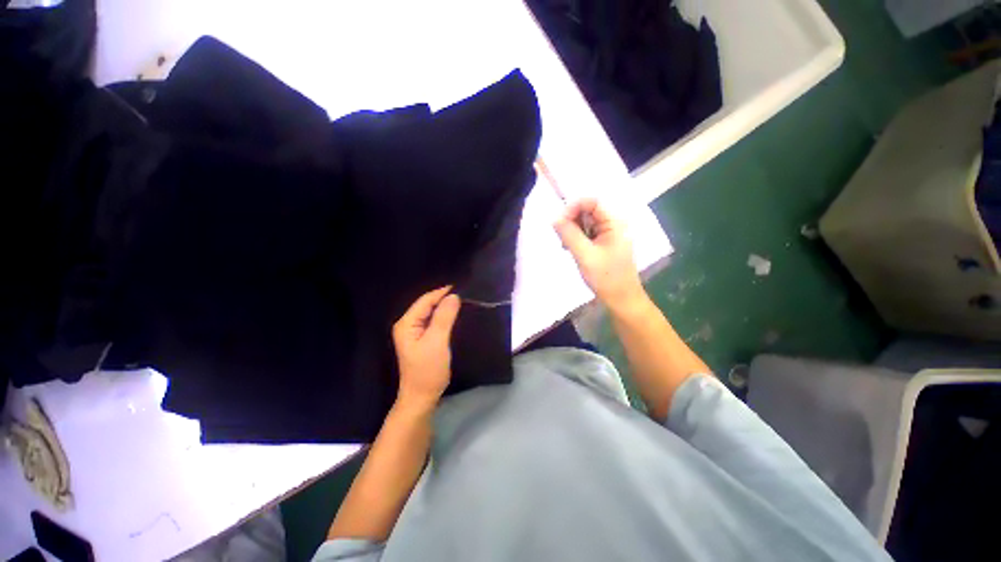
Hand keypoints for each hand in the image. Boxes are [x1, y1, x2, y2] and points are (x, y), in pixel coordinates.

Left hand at [392, 286, 461, 410]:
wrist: (422, 397)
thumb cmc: (428, 370)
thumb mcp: (437, 342)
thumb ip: (444, 317)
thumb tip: (453, 296)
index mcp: (407, 323)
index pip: (425, 300)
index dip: (442, 292)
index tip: (461, 287)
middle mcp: (407, 324)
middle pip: (427, 305)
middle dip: (444, 299)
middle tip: (464, 294)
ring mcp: (414, 332)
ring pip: (431, 313)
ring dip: (445, 308)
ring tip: (462, 302)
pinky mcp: (421, 339)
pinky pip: (433, 322)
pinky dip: (444, 317)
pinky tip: (454, 316)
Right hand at [554, 199, 644, 310]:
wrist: (622, 300)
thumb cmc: (606, 278)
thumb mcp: (585, 255)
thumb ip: (569, 235)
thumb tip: (554, 218)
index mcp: (614, 223)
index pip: (592, 201)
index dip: (574, 207)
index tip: (559, 222)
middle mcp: (613, 224)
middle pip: (588, 210)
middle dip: (572, 220)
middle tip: (562, 238)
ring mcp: (609, 234)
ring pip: (585, 222)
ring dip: (573, 231)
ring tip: (566, 246)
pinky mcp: (604, 243)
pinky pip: (587, 233)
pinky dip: (577, 238)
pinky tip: (572, 250)